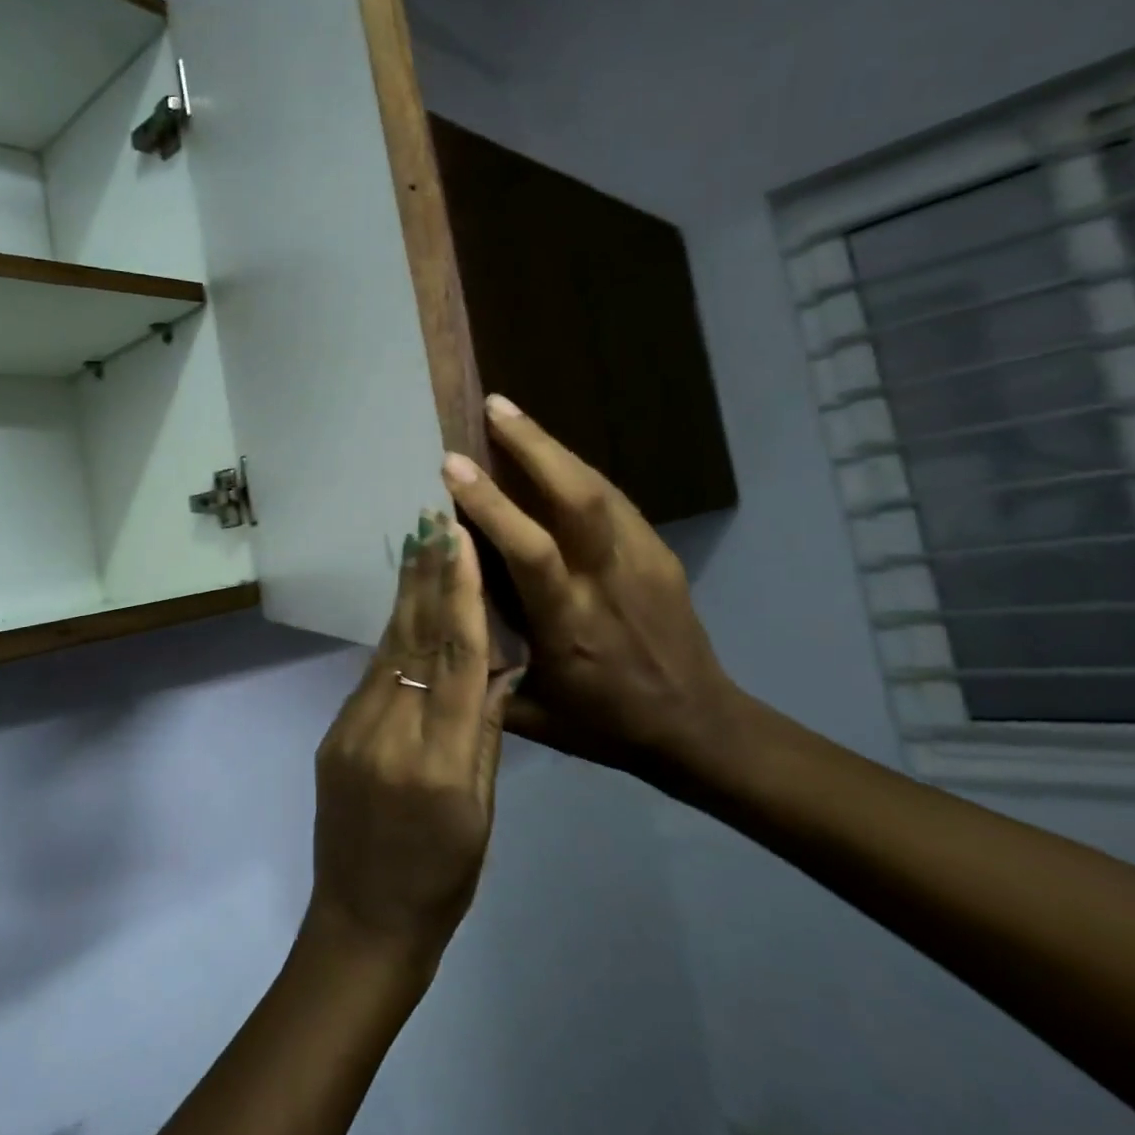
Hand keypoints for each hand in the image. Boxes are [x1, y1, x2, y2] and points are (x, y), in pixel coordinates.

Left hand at [304, 512, 521, 971]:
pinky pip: (371, 675)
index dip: (461, 596)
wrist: (363, 920)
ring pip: (388, 650)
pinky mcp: (334, 735)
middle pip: (414, 640)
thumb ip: (484, 736)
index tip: (460, 543)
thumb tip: (496, 668)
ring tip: (417, 545)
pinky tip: (402, 608)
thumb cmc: (442, 879)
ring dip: (406, 595)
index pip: (457, 661)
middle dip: (426, 576)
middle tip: (432, 518)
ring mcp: (353, 731)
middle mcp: (391, 734)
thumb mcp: (481, 814)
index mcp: (440, 762)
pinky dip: (391, 636)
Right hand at [441, 396, 743, 794]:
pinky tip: (550, 457)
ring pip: (598, 488)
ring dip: (552, 447)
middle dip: (532, 445)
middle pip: (576, 498)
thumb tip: (434, 617)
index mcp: (571, 624)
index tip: (452, 465)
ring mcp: (643, 562)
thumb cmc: (605, 725)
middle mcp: (609, 582)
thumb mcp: (531, 715)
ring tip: (511, 415)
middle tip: (493, 406)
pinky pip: (613, 499)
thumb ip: (480, 669)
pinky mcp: (661, 554)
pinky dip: (575, 470)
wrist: (701, 728)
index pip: (530, 550)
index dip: (492, 504)